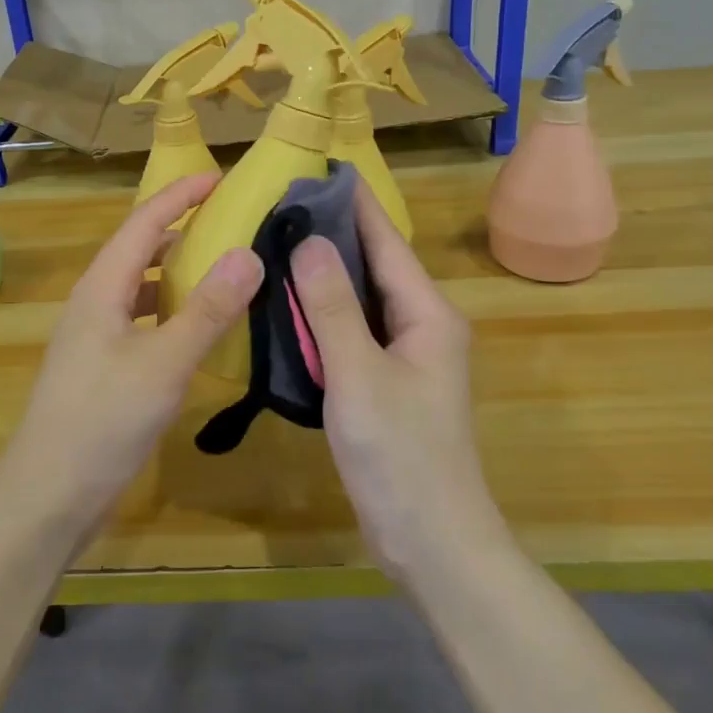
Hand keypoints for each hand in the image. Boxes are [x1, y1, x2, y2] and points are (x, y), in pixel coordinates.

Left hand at [0, 173, 262, 541]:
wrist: (48, 496)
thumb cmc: (103, 421)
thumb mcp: (164, 363)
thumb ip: (208, 310)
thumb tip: (249, 254)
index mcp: (102, 288)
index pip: (144, 223)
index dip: (180, 195)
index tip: (219, 177)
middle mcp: (95, 302)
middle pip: (139, 249)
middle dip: (181, 228)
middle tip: (229, 220)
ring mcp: (95, 336)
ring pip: (141, 287)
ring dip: (178, 271)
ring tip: (223, 267)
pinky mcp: (102, 367)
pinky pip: (142, 320)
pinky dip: (172, 311)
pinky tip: (199, 328)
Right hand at [290, 186, 509, 583]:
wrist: (434, 542)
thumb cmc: (401, 455)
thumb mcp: (359, 376)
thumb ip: (332, 308)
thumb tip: (309, 241)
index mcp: (427, 314)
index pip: (386, 242)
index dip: (354, 205)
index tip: (318, 170)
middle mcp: (422, 325)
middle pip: (375, 266)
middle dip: (334, 234)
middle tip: (281, 206)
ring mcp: (406, 357)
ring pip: (362, 301)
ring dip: (327, 275)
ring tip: (278, 244)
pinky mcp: (387, 383)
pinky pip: (354, 333)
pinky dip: (325, 315)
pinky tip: (290, 307)